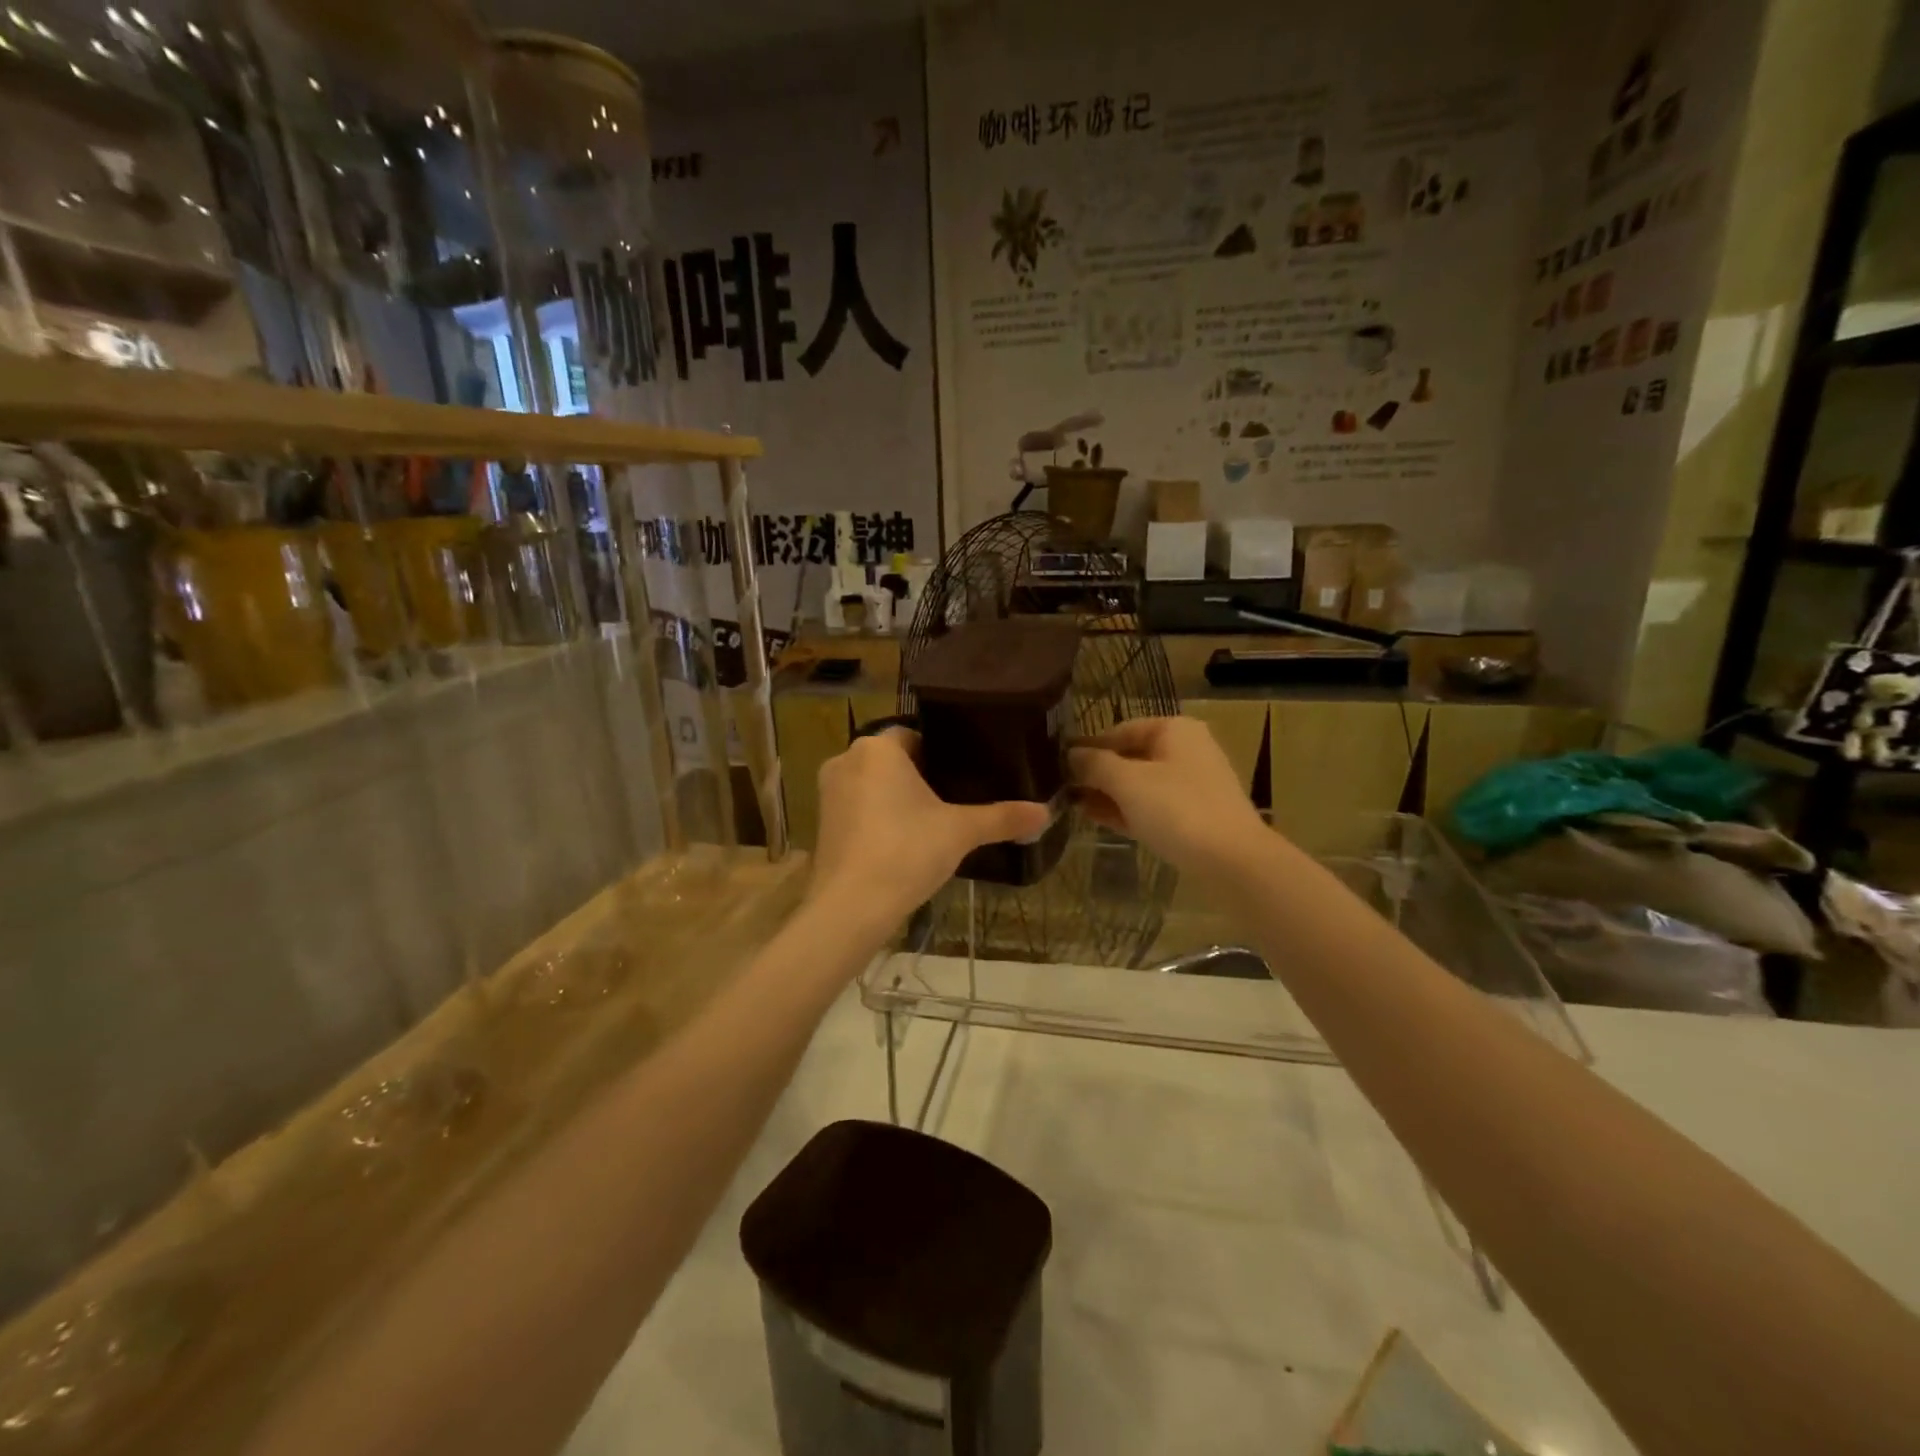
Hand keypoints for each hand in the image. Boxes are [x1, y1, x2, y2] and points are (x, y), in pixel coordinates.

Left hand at [810, 728, 1049, 934]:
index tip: (963, 776)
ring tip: (929, 823)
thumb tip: (1045, 812)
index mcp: (878, 748)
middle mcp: (846, 759)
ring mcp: (828, 792)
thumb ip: (1002, 817)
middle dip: (918, 777)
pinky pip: (857, 808)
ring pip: (872, 784)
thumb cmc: (907, 852)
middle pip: (892, 760)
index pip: (914, 735)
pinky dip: (876, 818)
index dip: (941, 754)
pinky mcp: (821, 822)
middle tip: (952, 801)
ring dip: (895, 798)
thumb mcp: (961, 832)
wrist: (851, 906)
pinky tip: (900, 843)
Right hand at [1069, 717, 1266, 872]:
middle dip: (1096, 773)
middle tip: (1060, 789)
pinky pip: (1151, 806)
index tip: (1056, 766)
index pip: (1119, 730)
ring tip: (1072, 806)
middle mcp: (1185, 750)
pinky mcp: (1193, 816)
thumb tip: (1070, 754)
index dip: (1087, 747)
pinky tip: (1096, 819)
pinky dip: (1125, 810)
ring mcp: (1191, 785)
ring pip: (1139, 784)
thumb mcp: (1127, 782)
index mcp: (1173, 730)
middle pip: (1129, 757)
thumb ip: (1094, 764)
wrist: (1233, 862)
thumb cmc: (1177, 809)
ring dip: (1107, 794)